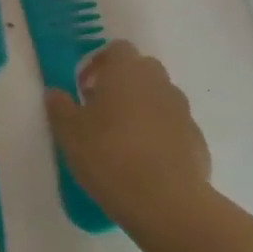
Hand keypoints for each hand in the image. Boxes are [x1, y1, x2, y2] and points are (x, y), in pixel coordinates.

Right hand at [45, 42, 213, 245]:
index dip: (99, 64)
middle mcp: (158, 82)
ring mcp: (183, 111)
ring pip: (159, 99)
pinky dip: (161, 136)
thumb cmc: (109, 155)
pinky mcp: (197, 140)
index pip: (116, 49)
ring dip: (143, 109)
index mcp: (126, 71)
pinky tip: (146, 163)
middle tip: (102, 111)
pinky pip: (174, 128)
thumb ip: (60, 107)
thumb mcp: (69, 132)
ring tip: (123, 140)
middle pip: (141, 70)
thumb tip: (55, 93)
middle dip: (122, 84)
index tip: (84, 88)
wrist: (166, 201)